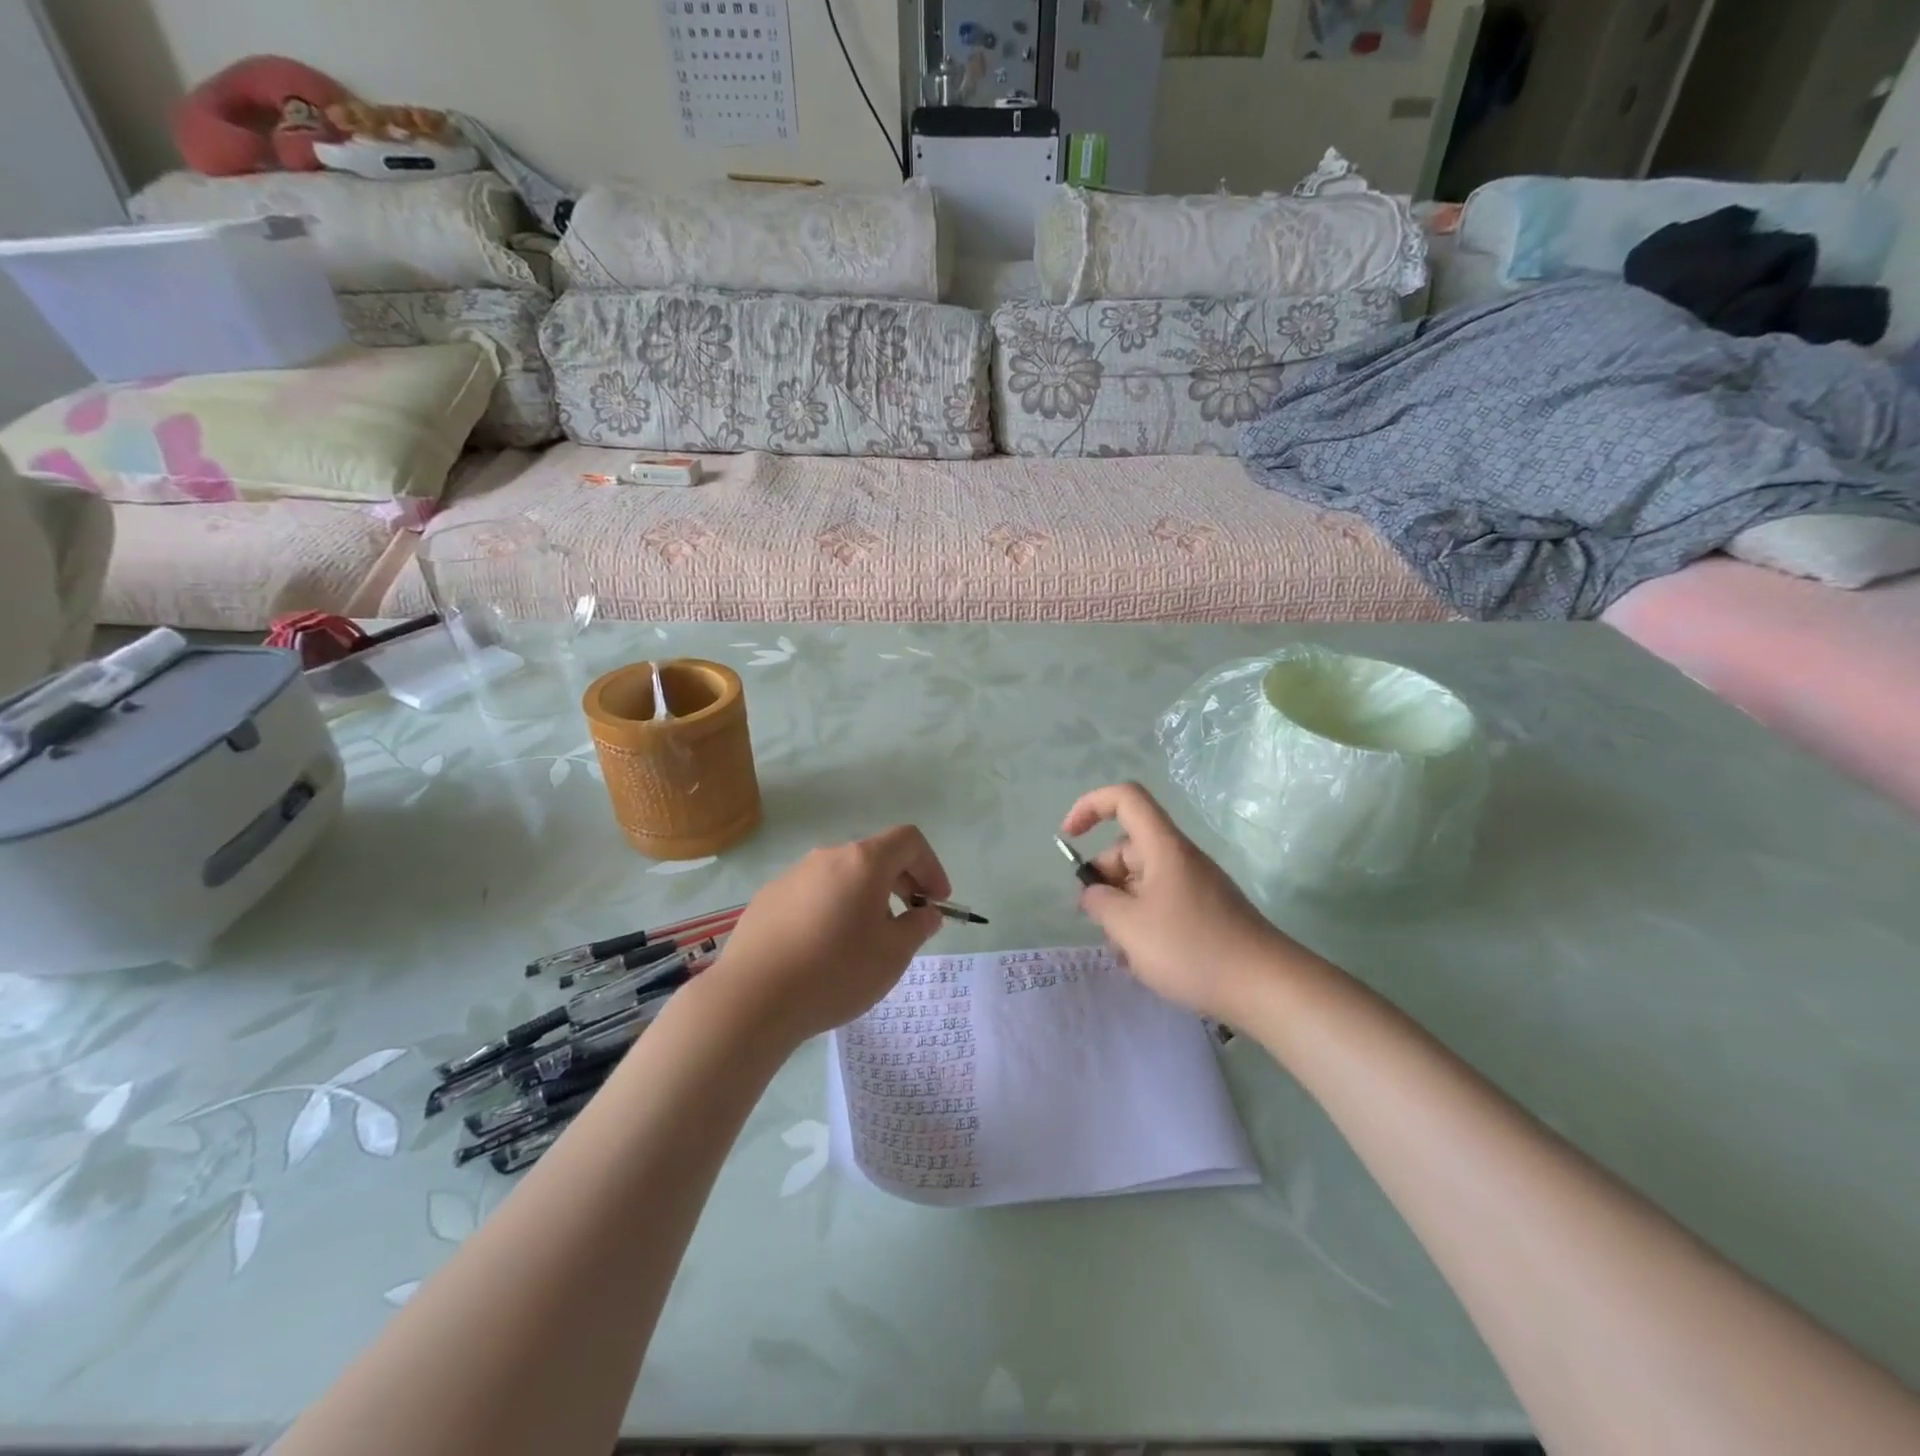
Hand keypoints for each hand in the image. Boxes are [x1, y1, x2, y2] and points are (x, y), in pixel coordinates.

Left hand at [701, 826, 951, 1045]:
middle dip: (901, 882)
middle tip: (909, 920)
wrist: (753, 999)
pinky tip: (825, 950)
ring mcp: (792, 876)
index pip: (909, 840)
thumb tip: (924, 913)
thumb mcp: (893, 954)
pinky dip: (832, 909)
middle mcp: (827, 857)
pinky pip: (813, 894)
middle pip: (874, 855)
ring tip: (866, 940)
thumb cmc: (836, 972)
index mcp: (863, 862)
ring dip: (865, 897)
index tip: (936, 902)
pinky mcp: (768, 899)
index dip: (931, 866)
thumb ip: (918, 926)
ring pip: (842, 876)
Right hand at [1062, 783, 1298, 1022]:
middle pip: (1128, 849)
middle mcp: (1179, 858)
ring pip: (1141, 883)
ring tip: (1126, 954)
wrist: (1267, 987)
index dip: (1090, 806)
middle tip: (1101, 924)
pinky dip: (1144, 926)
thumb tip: (1093, 894)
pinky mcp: (1205, 913)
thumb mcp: (1129, 928)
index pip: (1124, 798)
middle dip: (1104, 882)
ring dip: (1123, 912)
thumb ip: (1099, 904)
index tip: (1069, 837)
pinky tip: (1145, 963)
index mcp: (1163, 847)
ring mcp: (1195, 886)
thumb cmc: (1192, 949)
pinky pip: (1161, 905)